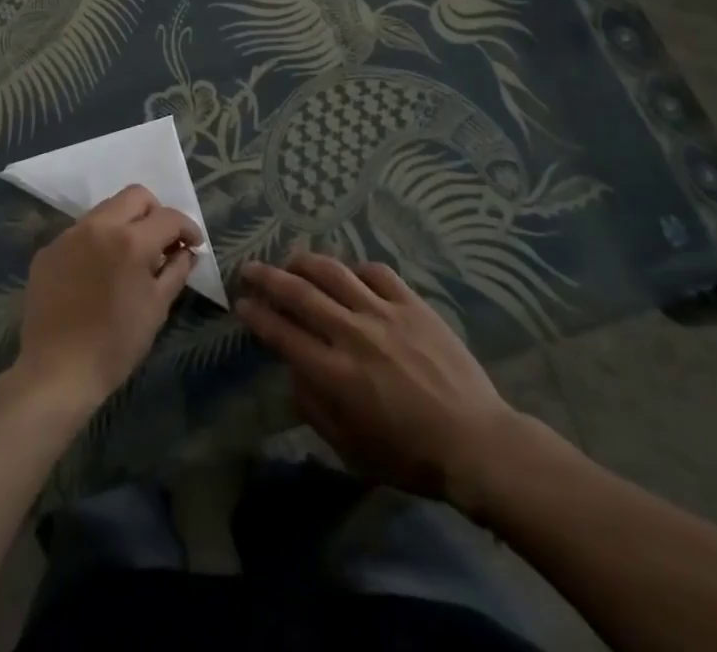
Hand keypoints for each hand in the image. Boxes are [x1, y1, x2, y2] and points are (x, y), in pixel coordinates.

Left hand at [12, 186, 201, 412]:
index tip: (193, 244)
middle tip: (162, 241)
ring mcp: (69, 235)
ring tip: (129, 255)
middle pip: (135, 196)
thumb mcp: (157, 308)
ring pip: (105, 209)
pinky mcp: (48, 250)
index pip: (168, 216)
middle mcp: (99, 226)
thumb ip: (176, 270)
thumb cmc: (115, 344)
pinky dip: (97, 241)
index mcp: (131, 240)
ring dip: (124, 223)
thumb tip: (187, 251)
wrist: (56, 371)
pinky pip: (80, 232)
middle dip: (156, 212)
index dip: (187, 227)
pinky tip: (98, 271)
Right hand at [237, 255, 522, 503]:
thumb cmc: (409, 456)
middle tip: (250, 268)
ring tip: (291, 260)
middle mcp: (352, 333)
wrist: (475, 443)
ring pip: (333, 272)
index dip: (256, 315)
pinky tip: (348, 273)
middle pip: (299, 292)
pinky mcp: (412, 304)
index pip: (281, 333)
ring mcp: (383, 313)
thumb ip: (314, 407)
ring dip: (305, 262)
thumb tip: (294, 371)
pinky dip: (355, 269)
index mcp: (334, 373)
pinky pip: (376, 272)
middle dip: (268, 278)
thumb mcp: (350, 449)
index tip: (241, 303)